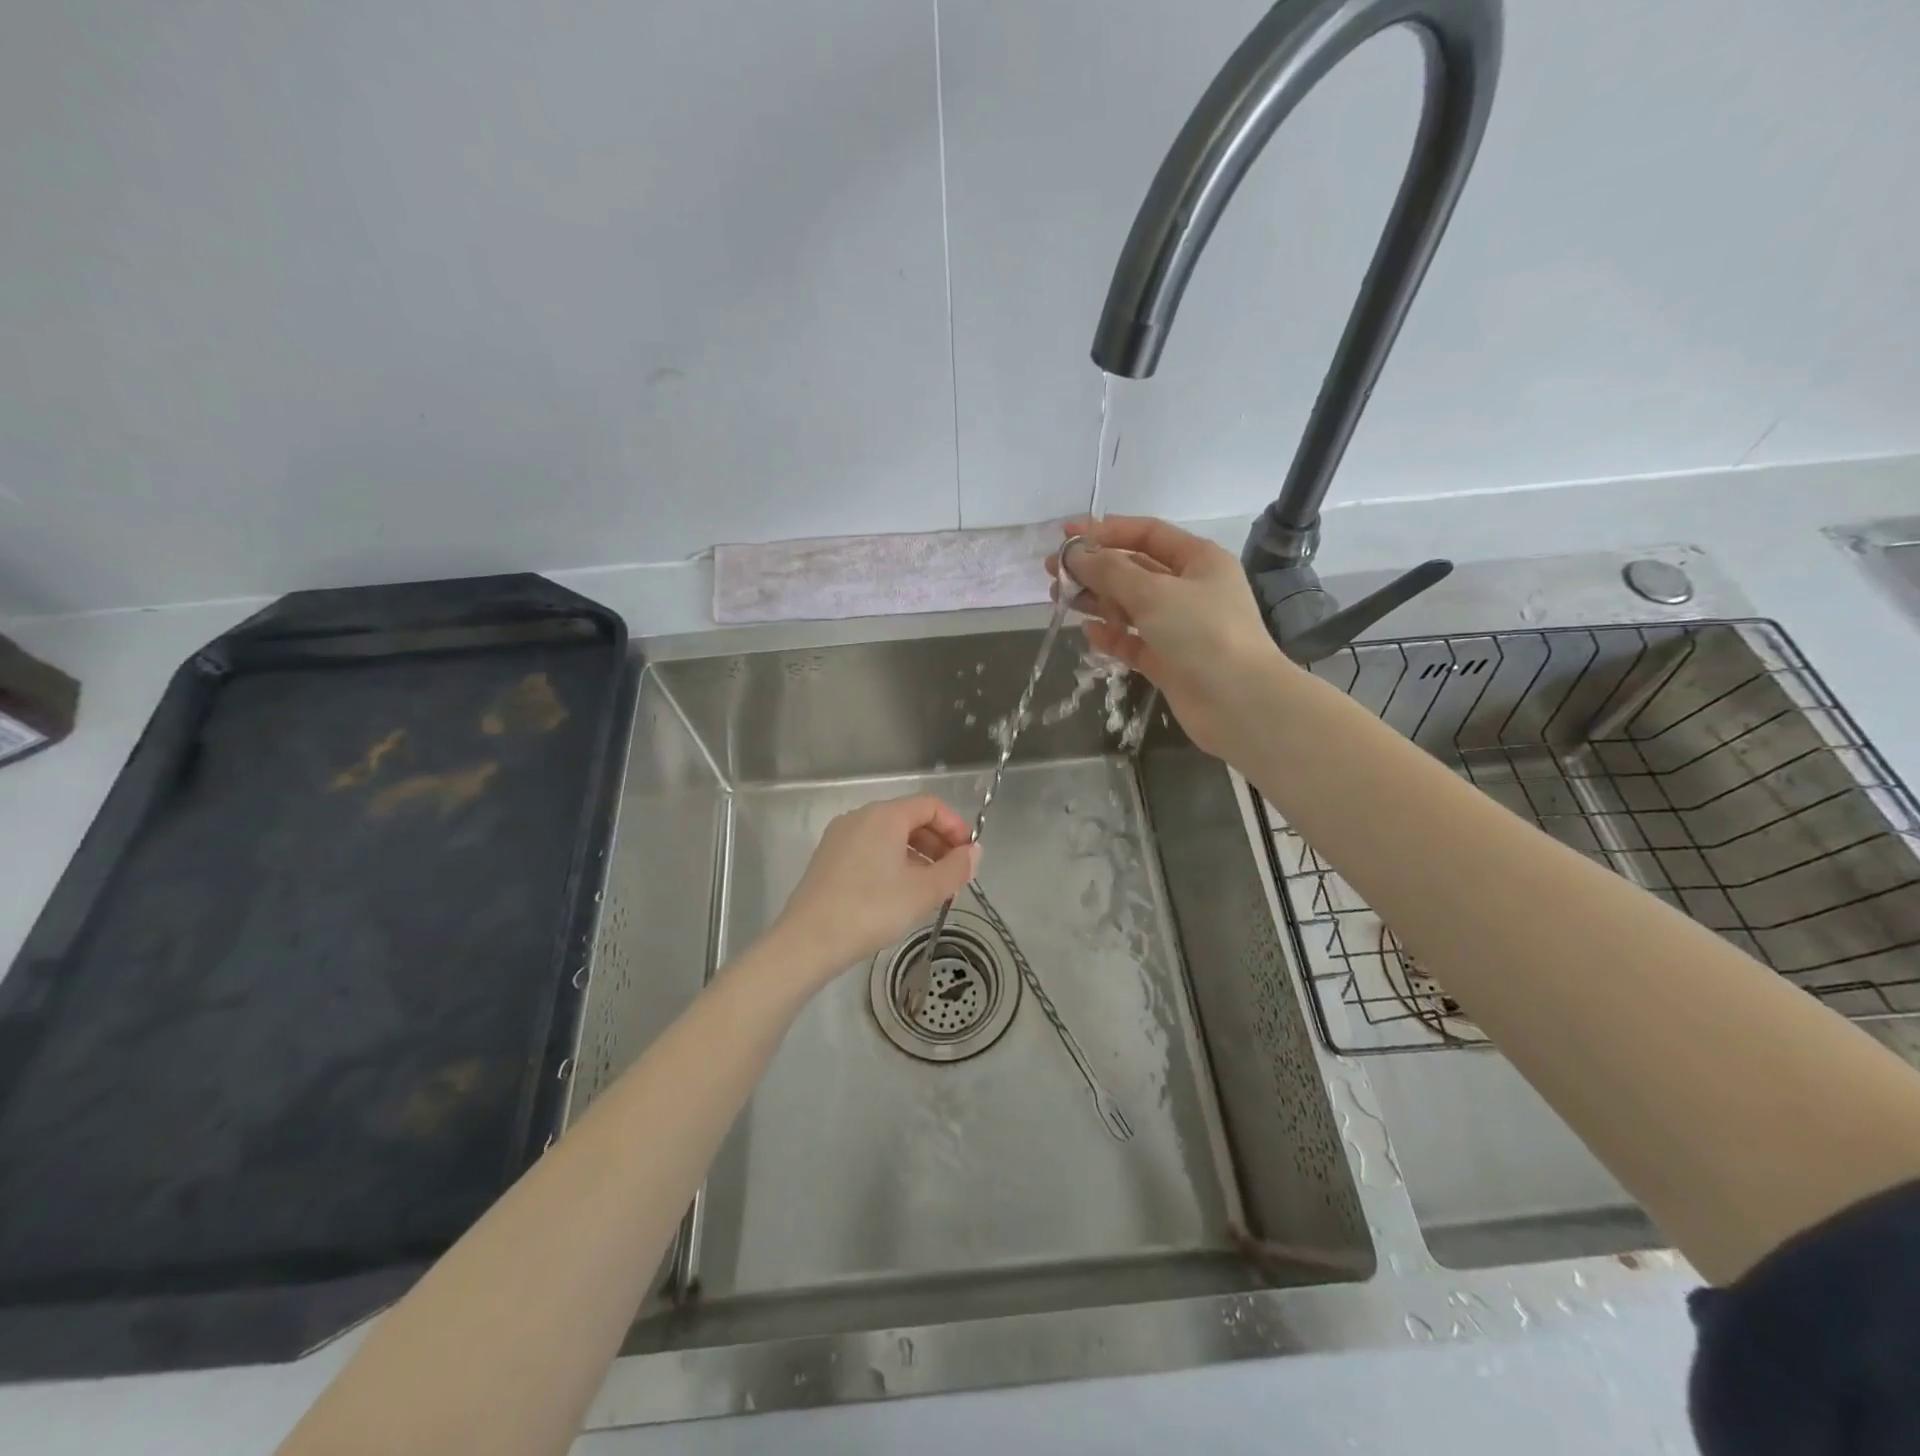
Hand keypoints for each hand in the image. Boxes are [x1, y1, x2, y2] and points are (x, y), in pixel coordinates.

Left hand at [772, 795, 979, 986]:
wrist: (808, 941)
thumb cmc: (872, 910)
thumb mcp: (924, 891)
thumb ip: (955, 868)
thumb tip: (975, 852)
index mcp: (885, 816)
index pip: (931, 806)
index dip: (956, 827)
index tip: (969, 856)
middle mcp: (861, 817)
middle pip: (910, 819)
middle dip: (938, 845)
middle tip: (954, 878)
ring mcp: (841, 837)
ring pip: (890, 837)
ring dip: (918, 857)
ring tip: (931, 891)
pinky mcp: (829, 859)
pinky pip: (871, 850)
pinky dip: (893, 864)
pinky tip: (899, 895)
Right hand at [1047, 516, 1286, 758]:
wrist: (1239, 702)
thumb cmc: (1202, 633)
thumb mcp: (1153, 593)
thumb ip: (1110, 571)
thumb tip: (1075, 555)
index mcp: (1198, 560)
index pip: (1147, 534)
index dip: (1105, 531)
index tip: (1065, 535)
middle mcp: (1190, 589)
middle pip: (1134, 570)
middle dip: (1094, 568)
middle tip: (1053, 572)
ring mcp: (1180, 627)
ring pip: (1130, 606)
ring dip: (1097, 600)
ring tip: (1060, 599)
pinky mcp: (1169, 661)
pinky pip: (1134, 641)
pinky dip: (1111, 635)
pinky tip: (1088, 632)